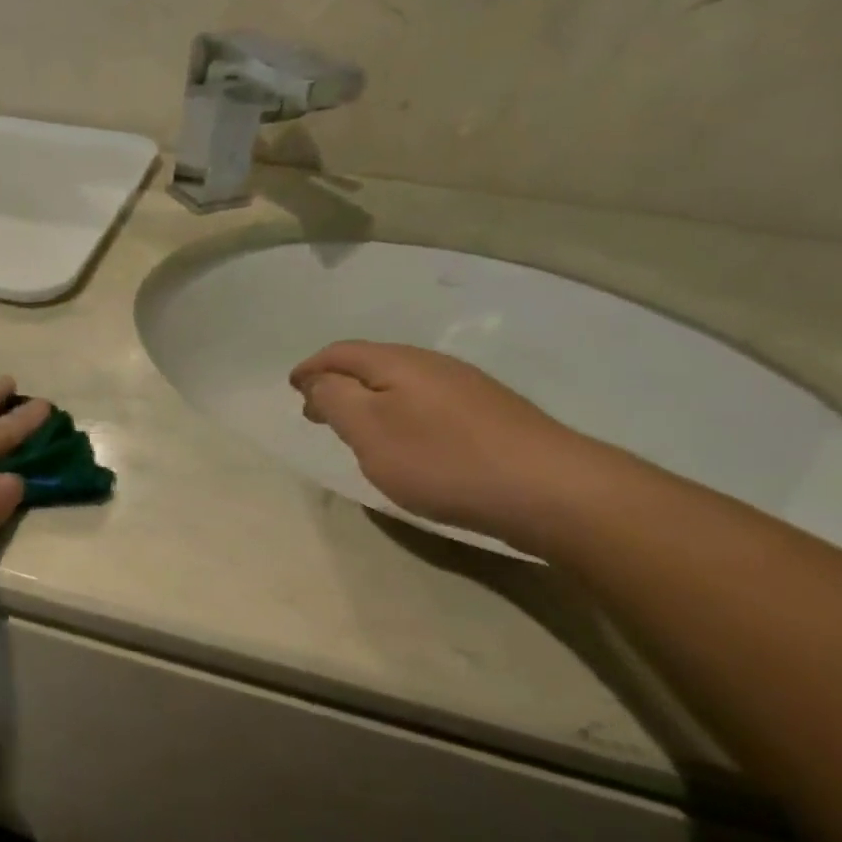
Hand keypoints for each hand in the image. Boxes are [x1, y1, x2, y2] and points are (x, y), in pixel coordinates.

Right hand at [290, 343, 612, 551]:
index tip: (292, 387)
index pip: (342, 353)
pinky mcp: (489, 414)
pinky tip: (405, 440)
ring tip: (353, 427)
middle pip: (372, 363)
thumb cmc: (442, 460)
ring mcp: (466, 388)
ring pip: (400, 383)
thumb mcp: (370, 431)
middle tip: (315, 410)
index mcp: (398, 363)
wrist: (549, 489)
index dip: (312, 368)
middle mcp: (432, 365)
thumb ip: (335, 399)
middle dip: (337, 382)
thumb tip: (318, 380)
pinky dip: (398, 412)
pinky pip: (425, 401)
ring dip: (368, 398)